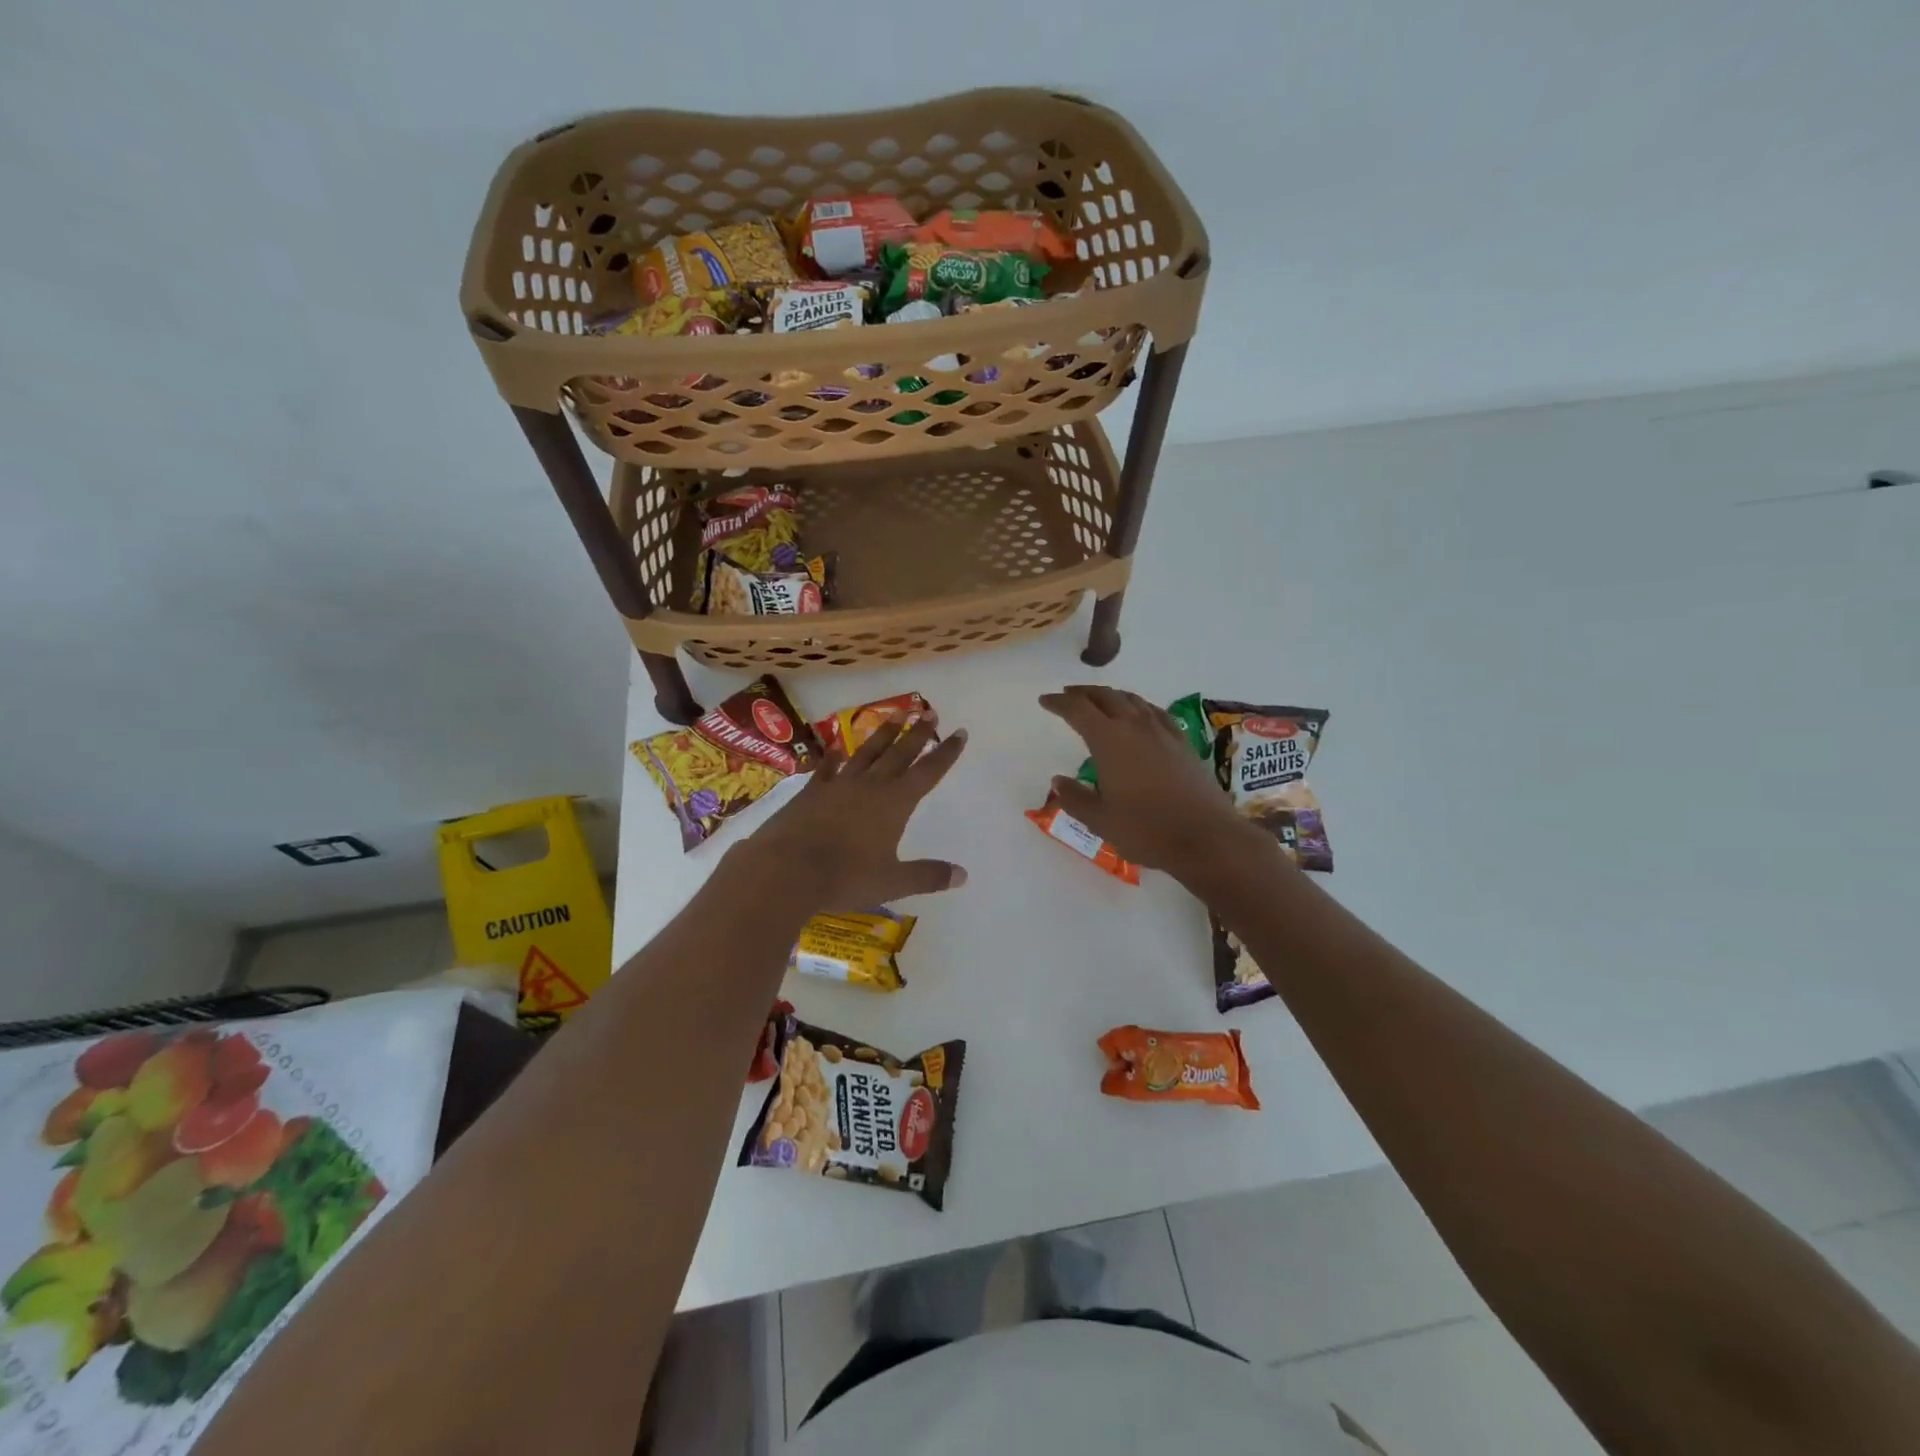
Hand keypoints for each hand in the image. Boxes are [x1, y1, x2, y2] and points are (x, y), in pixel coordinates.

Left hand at [732, 715, 967, 912]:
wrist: (786, 869)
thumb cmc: (845, 877)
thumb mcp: (892, 882)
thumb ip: (927, 876)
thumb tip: (962, 876)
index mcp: (895, 803)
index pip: (928, 772)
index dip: (946, 753)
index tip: (960, 732)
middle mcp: (870, 786)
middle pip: (899, 754)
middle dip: (917, 734)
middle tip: (929, 712)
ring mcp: (838, 785)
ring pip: (867, 753)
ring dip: (883, 734)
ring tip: (895, 714)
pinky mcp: (811, 792)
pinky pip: (827, 769)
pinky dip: (833, 758)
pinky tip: (836, 748)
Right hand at [1039, 685, 1257, 879]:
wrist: (1206, 836)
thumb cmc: (1147, 830)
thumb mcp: (1100, 821)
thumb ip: (1075, 798)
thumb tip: (1058, 780)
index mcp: (1109, 741)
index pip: (1078, 711)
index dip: (1059, 703)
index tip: (1045, 700)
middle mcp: (1135, 727)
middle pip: (1105, 697)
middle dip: (1083, 693)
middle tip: (1068, 694)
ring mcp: (1162, 732)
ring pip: (1132, 700)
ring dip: (1111, 695)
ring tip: (1099, 700)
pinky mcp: (1183, 742)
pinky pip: (1156, 712)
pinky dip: (1139, 706)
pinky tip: (1140, 714)